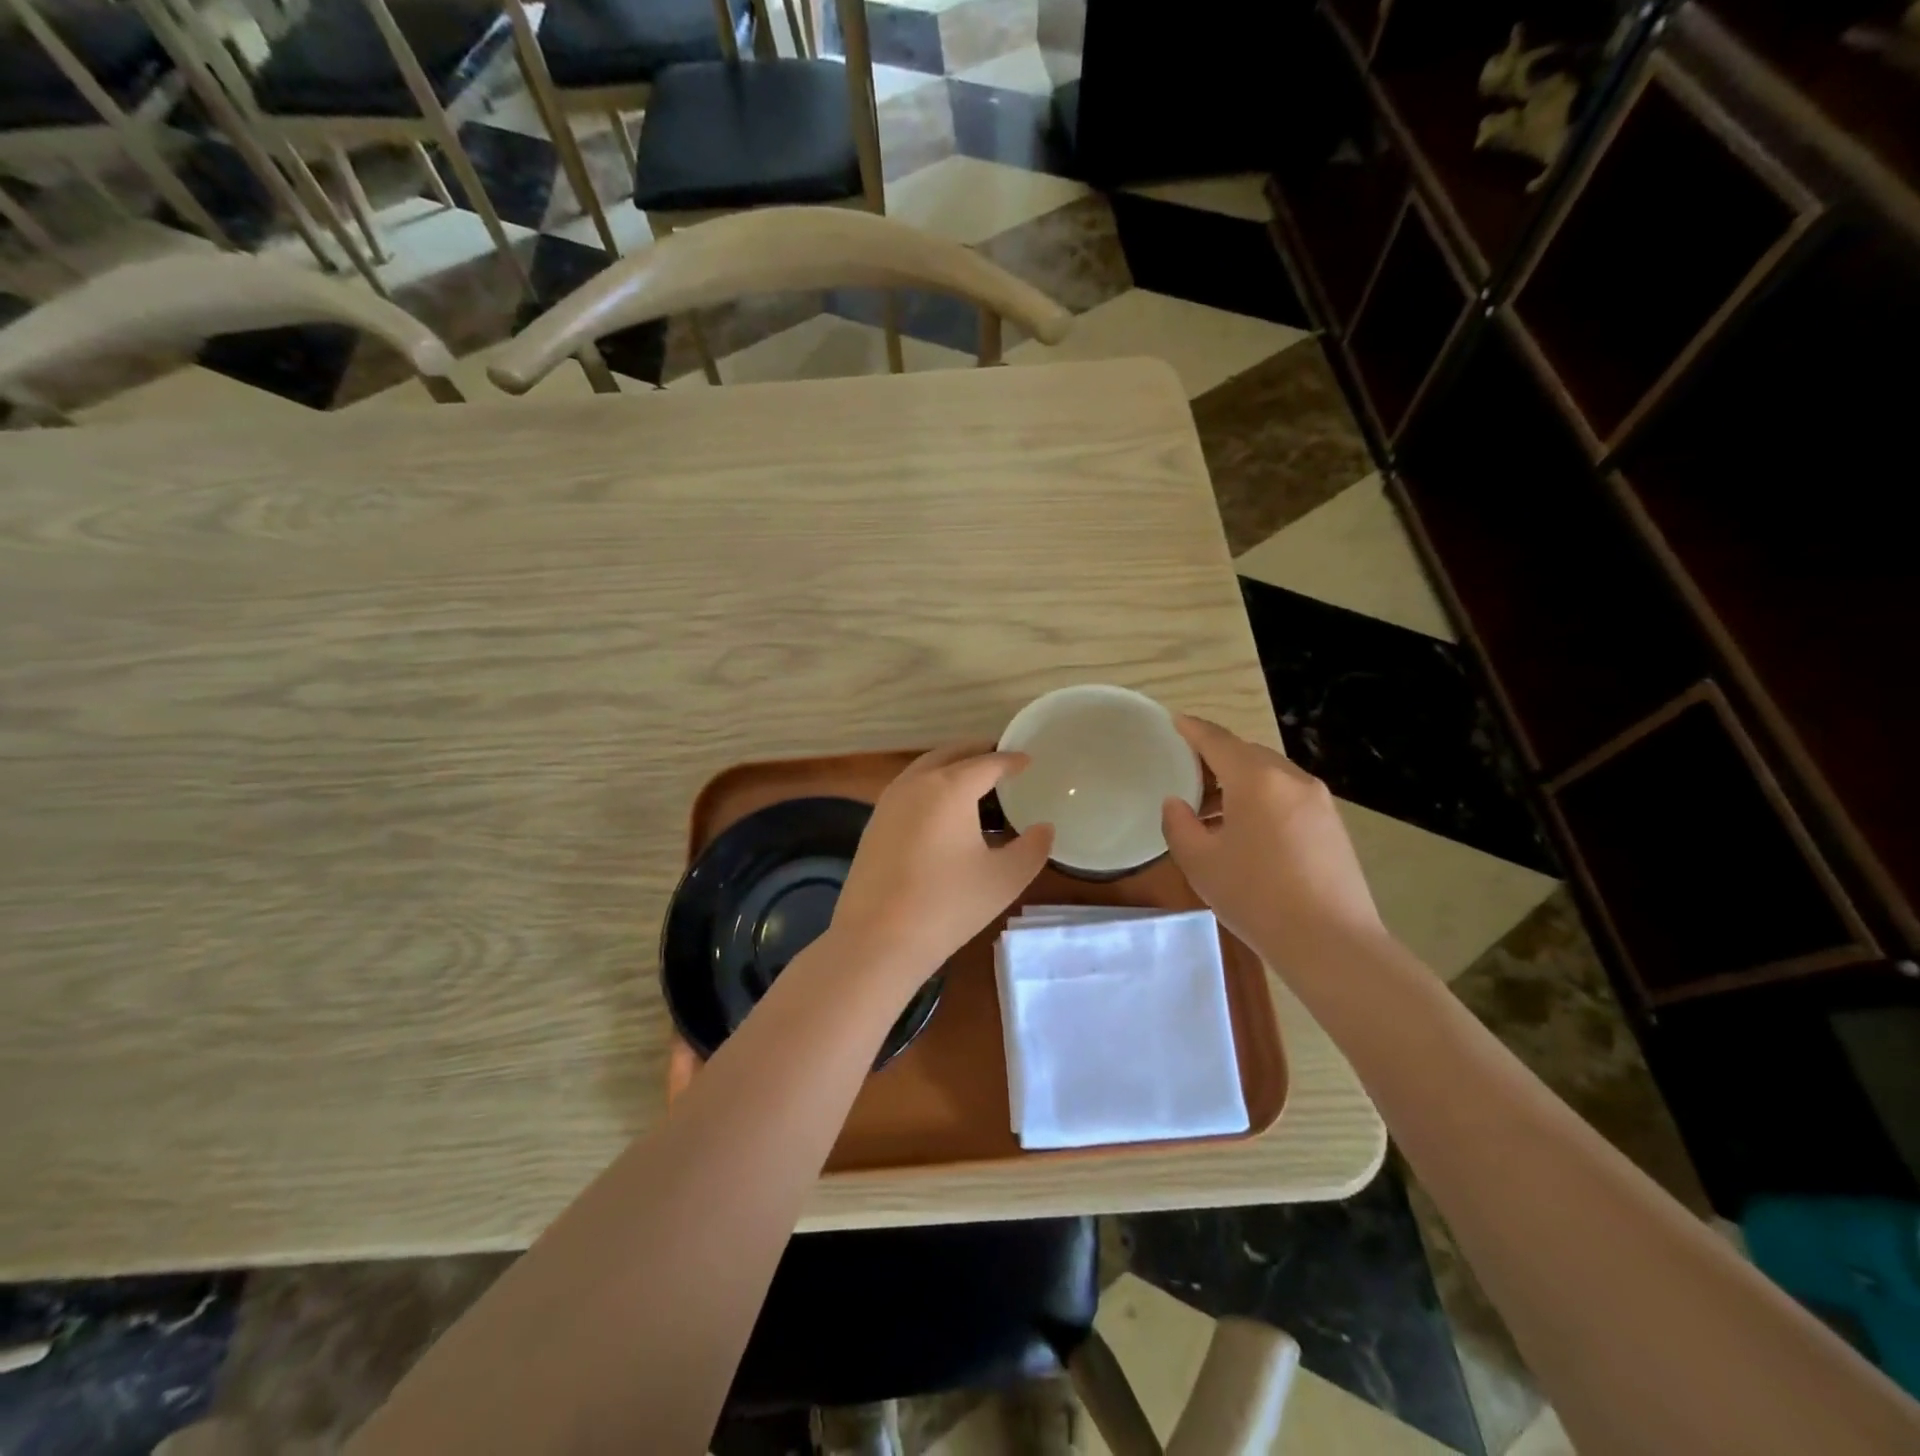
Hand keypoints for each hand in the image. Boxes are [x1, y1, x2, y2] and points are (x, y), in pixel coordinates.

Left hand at [831, 743, 1053, 988]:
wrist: (876, 939)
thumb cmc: (947, 905)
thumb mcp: (1004, 879)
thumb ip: (1032, 848)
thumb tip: (1044, 828)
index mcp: (950, 787)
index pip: (987, 763)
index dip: (1011, 760)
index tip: (1028, 760)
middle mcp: (916, 783)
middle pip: (950, 754)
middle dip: (977, 752)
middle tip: (1000, 757)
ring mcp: (888, 802)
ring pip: (924, 769)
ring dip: (950, 766)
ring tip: (974, 780)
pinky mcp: (874, 824)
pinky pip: (909, 790)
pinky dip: (931, 786)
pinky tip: (943, 811)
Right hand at [1161, 716, 1382, 959]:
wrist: (1331, 942)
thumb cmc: (1256, 896)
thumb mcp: (1200, 862)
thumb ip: (1178, 824)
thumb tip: (1177, 804)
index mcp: (1256, 779)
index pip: (1217, 740)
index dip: (1192, 729)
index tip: (1174, 721)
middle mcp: (1291, 778)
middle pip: (1246, 754)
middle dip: (1215, 758)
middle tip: (1187, 776)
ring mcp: (1318, 801)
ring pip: (1270, 775)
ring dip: (1239, 782)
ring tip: (1212, 811)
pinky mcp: (1332, 824)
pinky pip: (1288, 796)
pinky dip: (1262, 799)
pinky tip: (1247, 831)